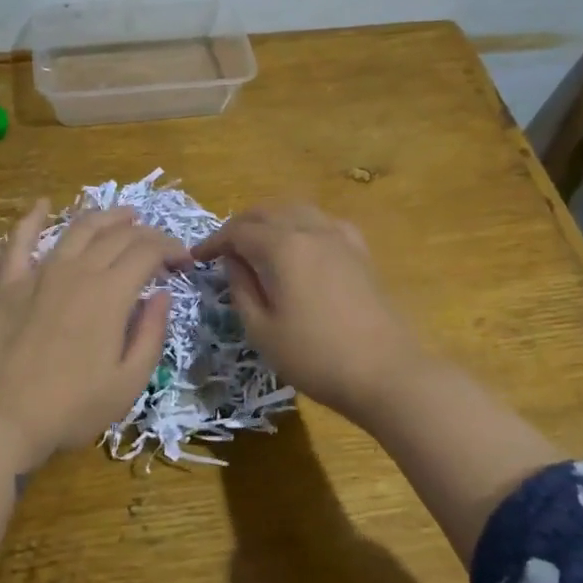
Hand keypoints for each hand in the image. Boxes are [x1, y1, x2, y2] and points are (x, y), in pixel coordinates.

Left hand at [0, 201, 187, 469]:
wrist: (4, 415)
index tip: (184, 261)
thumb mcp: (129, 382)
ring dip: (106, 217)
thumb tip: (161, 295)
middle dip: (146, 234)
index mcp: (111, 293)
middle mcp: (78, 270)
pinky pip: (21, 240)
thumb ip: (151, 333)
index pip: (148, 251)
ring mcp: (41, 272)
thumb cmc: (73, 406)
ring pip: (78, 229)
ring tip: (124, 216)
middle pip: (117, 236)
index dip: (171, 248)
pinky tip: (43, 204)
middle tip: (159, 246)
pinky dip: (33, 218)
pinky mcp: (10, 282)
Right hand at [193, 203, 423, 426]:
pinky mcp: (359, 251)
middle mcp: (310, 229)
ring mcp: (340, 237)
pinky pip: (322, 222)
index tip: (196, 258)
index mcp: (282, 247)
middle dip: (239, 226)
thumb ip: (241, 289)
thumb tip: (234, 262)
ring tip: (256, 243)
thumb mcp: (262, 330)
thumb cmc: (315, 356)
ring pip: (296, 210)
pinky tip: (299, 245)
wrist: (386, 372)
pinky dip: (301, 225)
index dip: (213, 242)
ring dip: (270, 220)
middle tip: (222, 249)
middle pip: (266, 212)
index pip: (238, 231)